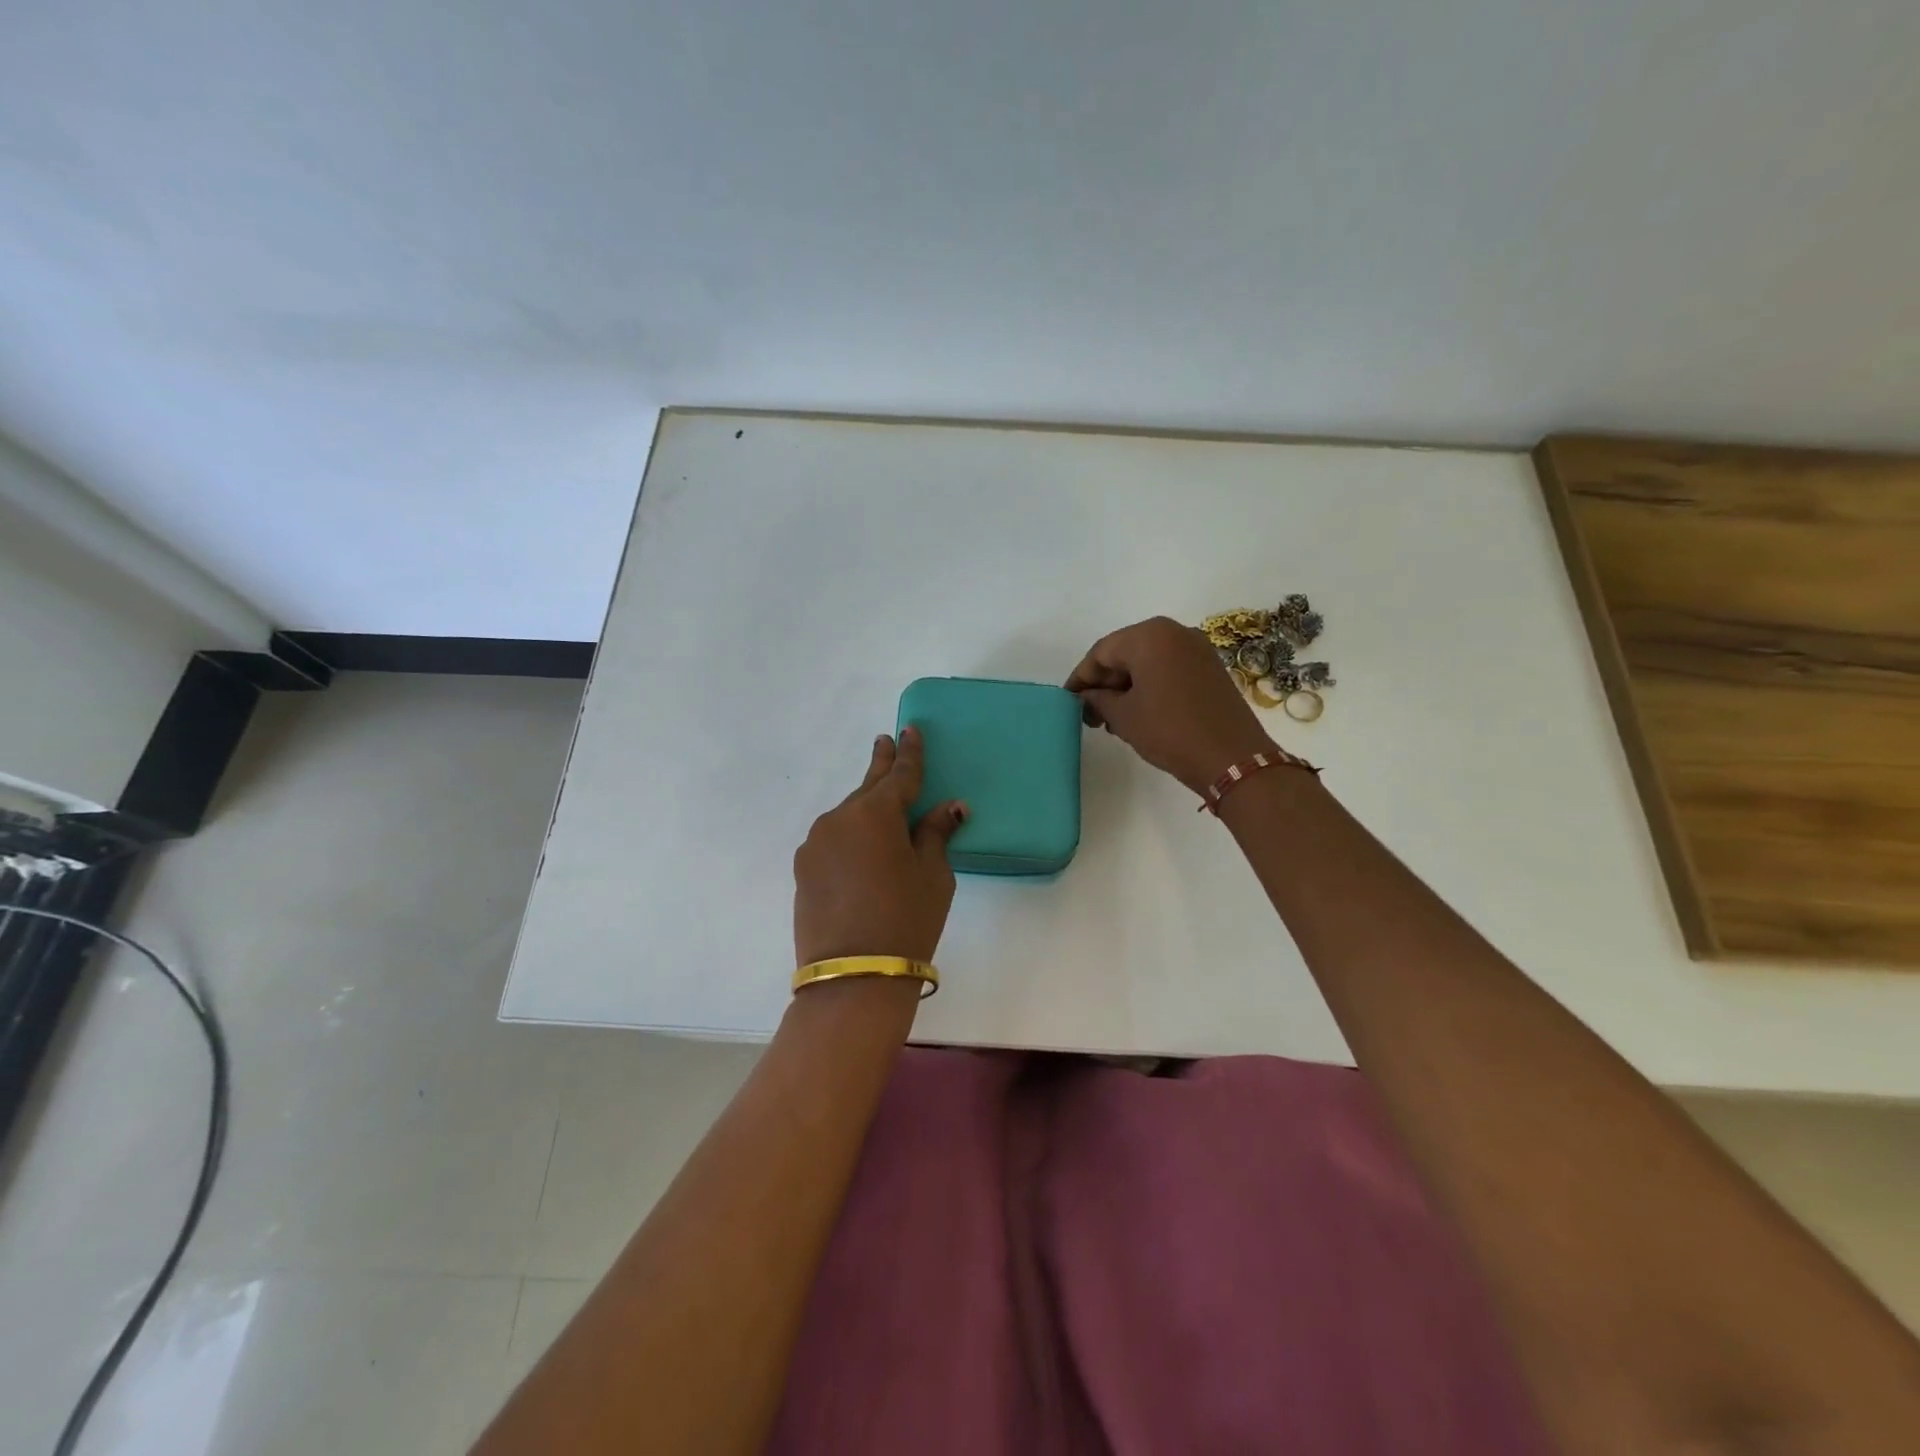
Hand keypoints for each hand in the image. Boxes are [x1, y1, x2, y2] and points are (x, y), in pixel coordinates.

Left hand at [793, 727, 966, 966]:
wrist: (854, 976)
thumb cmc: (907, 919)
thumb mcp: (934, 876)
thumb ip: (936, 834)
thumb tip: (949, 807)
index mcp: (875, 813)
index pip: (900, 775)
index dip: (909, 753)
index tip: (910, 730)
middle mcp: (839, 818)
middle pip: (867, 787)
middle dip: (880, 764)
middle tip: (885, 741)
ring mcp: (816, 843)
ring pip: (848, 815)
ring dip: (865, 809)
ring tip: (882, 811)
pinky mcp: (803, 868)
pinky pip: (833, 840)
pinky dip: (850, 836)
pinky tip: (861, 850)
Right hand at [1066, 616, 1277, 793]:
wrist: (1232, 758)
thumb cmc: (1169, 730)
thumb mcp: (1124, 716)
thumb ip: (1098, 700)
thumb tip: (1087, 696)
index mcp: (1149, 636)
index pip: (1101, 652)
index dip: (1081, 678)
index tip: (1068, 701)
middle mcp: (1174, 632)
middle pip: (1126, 652)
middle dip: (1105, 683)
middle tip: (1090, 714)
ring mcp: (1197, 649)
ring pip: (1148, 662)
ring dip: (1126, 687)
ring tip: (1113, 720)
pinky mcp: (1211, 668)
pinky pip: (1169, 669)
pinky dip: (1150, 686)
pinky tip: (1140, 713)